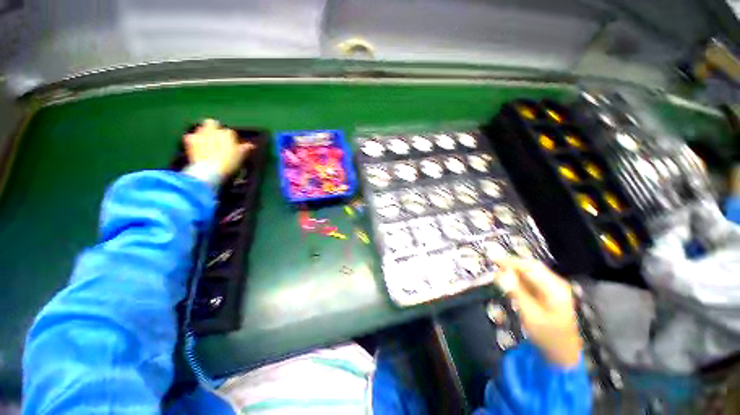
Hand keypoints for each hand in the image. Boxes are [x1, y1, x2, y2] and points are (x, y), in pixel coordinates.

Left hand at [184, 119, 252, 179]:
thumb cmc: (229, 162)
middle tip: (217, 138)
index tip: (233, 146)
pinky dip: (193, 141)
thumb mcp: (241, 156)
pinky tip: (196, 148)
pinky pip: (190, 138)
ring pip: (201, 129)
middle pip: (212, 123)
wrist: (209, 170)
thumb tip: (251, 145)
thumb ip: (245, 148)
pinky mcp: (189, 141)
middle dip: (214, 128)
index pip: (230, 132)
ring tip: (207, 144)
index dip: (232, 139)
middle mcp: (212, 130)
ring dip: (203, 134)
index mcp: (227, 133)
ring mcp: (199, 134)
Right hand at [493, 258, 581, 367]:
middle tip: (494, 265)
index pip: (530, 267)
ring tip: (499, 274)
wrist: (563, 354)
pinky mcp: (550, 293)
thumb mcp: (529, 315)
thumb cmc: (547, 336)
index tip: (493, 260)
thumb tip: (500, 273)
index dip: (511, 262)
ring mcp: (555, 288)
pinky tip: (510, 282)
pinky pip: (532, 280)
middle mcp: (556, 284)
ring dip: (515, 271)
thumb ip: (515, 292)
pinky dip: (519, 278)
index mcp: (555, 288)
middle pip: (532, 267)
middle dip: (512, 264)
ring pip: (531, 272)